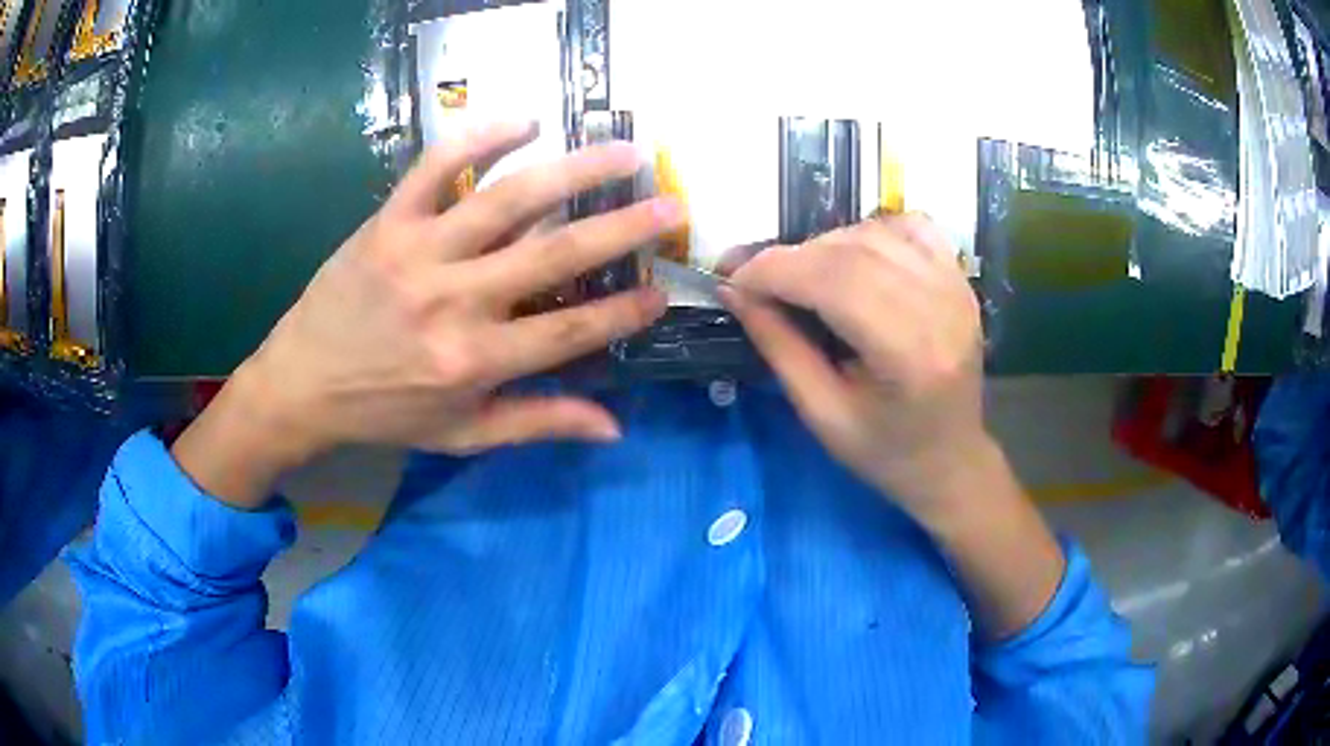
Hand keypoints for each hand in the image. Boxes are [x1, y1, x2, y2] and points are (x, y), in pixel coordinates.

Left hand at [173, 122, 680, 506]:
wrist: (302, 383)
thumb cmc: (385, 411)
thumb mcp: (462, 434)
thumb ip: (537, 424)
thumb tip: (614, 426)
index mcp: (474, 362)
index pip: (570, 331)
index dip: (624, 311)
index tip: (663, 290)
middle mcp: (453, 302)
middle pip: (554, 255)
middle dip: (622, 228)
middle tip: (671, 205)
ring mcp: (419, 252)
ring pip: (507, 200)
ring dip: (574, 170)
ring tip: (624, 150)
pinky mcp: (388, 221)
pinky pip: (436, 168)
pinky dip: (480, 138)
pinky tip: (525, 120)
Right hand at [725, 215, 1064, 637]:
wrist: (951, 459)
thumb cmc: (885, 452)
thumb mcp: (821, 414)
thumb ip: (779, 346)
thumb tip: (734, 291)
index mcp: (910, 354)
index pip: (835, 283)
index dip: (775, 271)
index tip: (732, 280)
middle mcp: (941, 306)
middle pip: (852, 251)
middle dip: (790, 257)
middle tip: (753, 280)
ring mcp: (955, 286)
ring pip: (875, 233)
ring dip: (824, 245)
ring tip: (799, 277)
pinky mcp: (959, 278)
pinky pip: (909, 227)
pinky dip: (870, 231)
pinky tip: (851, 258)